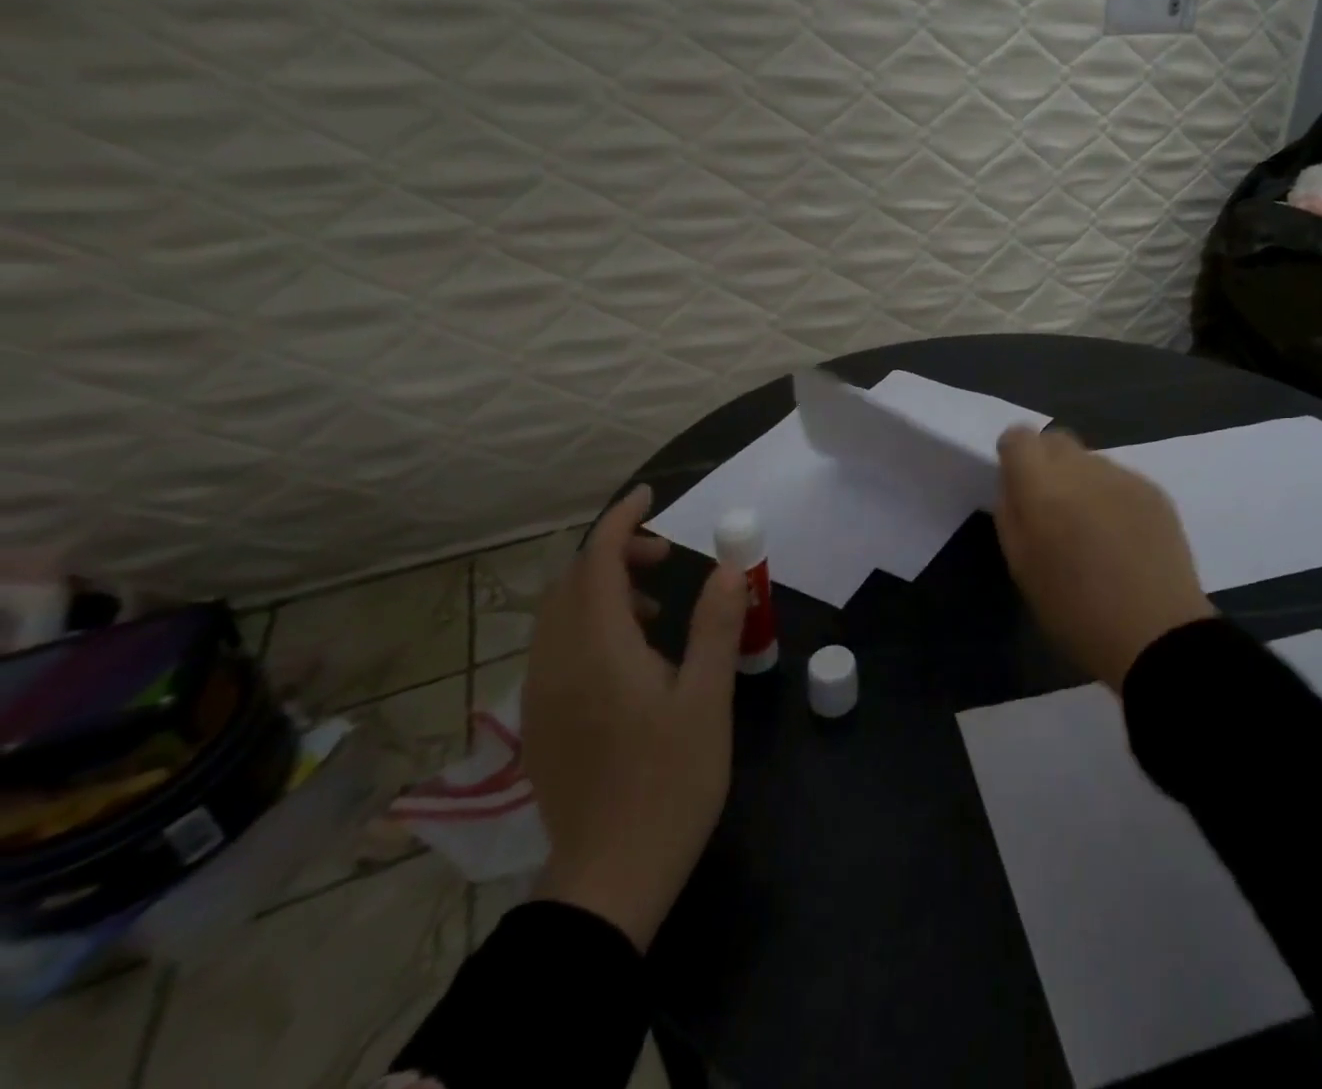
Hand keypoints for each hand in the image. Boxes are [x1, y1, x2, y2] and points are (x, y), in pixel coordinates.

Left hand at [522, 485, 747, 949]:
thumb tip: (727, 567)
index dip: (620, 520)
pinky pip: (556, 645)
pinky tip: (630, 652)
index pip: (595, 561)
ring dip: (601, 588)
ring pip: (559, 613)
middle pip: (571, 581)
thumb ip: (715, 625)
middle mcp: (558, 662)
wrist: (610, 879)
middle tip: (665, 556)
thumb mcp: (707, 699)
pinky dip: (589, 622)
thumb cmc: (670, 782)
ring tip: (655, 605)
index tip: (650, 495)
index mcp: (598, 650)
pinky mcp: (542, 721)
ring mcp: (543, 694)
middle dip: (614, 552)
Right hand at [993, 428, 1214, 689]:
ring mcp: (1124, 477)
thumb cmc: (1075, 612)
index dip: (1013, 456)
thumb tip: (1014, 485)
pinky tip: (1122, 537)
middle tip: (1051, 508)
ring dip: (1081, 482)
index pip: (1019, 437)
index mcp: (1043, 488)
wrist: (1157, 635)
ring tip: (1092, 529)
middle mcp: (1084, 469)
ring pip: (1090, 461)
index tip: (1017, 485)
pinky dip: (1112, 497)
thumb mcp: (1021, 567)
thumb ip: (1011, 514)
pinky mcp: (1155, 491)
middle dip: (1046, 464)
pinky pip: (1120, 479)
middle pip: (1056, 441)